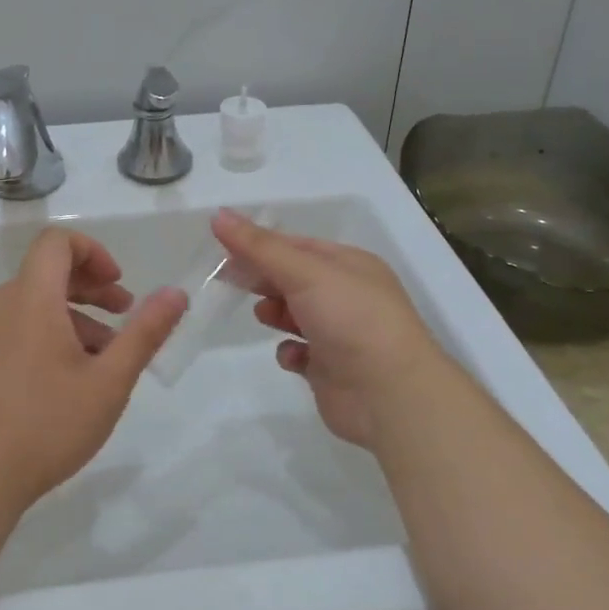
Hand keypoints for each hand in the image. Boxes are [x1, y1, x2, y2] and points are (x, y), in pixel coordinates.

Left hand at [0, 227, 186, 510]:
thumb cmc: (46, 425)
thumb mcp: (109, 381)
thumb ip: (145, 332)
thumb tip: (176, 293)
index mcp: (30, 297)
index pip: (57, 242)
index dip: (93, 252)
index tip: (119, 285)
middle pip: (47, 273)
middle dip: (91, 288)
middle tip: (124, 317)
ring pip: (32, 305)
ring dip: (72, 318)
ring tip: (101, 361)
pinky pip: (13, 329)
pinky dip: (45, 336)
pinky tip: (64, 383)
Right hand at [212, 210, 450, 450]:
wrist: (389, 394)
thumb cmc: (350, 319)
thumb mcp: (304, 272)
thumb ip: (259, 247)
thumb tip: (218, 215)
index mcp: (350, 265)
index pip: (297, 246)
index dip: (260, 245)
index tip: (223, 249)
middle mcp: (347, 296)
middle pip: (293, 279)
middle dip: (263, 278)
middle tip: (226, 280)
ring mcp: (340, 334)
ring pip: (295, 315)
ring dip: (275, 313)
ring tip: (263, 316)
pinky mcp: (331, 368)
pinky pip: (300, 353)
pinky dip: (290, 352)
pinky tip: (291, 355)